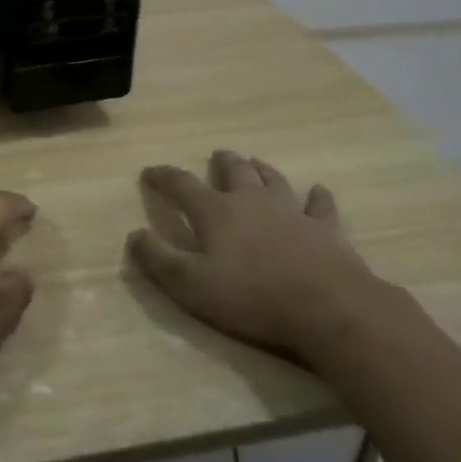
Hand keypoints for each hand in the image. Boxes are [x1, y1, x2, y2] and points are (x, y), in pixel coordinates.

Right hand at [128, 149, 389, 366]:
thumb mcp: (190, 284)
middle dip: (222, 162)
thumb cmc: (251, 296)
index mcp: (216, 212)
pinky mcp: (325, 229)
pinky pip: (320, 205)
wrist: (326, 306)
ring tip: (255, 163)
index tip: (149, 172)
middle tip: (217, 155)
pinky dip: (317, 197)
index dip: (164, 176)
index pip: (182, 185)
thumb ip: (158, 259)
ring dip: (262, 170)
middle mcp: (252, 201)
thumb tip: (134, 234)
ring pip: (274, 180)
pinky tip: (318, 191)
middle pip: (235, 172)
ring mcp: (292, 212)